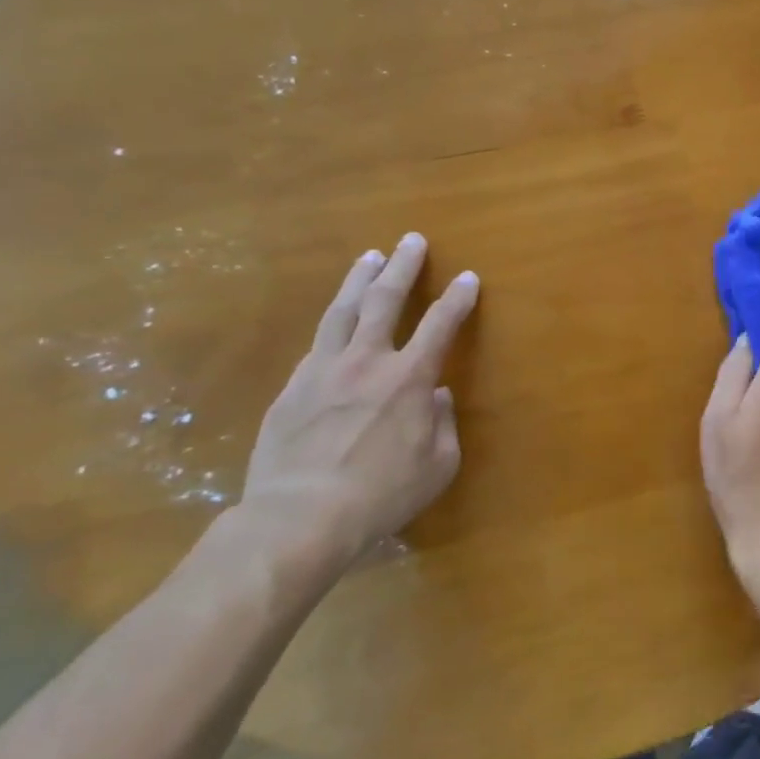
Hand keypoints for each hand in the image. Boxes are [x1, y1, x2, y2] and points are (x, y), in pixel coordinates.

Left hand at [242, 232, 478, 563]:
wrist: (300, 518)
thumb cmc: (382, 494)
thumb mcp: (438, 465)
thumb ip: (444, 424)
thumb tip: (437, 396)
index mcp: (409, 378)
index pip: (440, 324)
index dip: (457, 298)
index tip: (468, 277)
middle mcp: (367, 361)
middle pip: (384, 299)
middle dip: (403, 267)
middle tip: (411, 240)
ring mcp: (323, 371)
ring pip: (342, 311)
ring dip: (359, 280)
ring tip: (369, 257)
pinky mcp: (291, 389)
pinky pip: (317, 346)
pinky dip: (333, 326)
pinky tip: (335, 323)